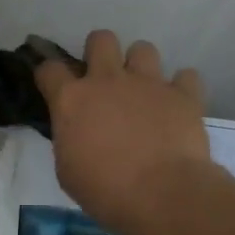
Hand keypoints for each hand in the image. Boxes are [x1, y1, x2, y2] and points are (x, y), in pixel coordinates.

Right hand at [36, 29, 213, 233]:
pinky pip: (186, 76)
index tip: (52, 85)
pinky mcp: (183, 95)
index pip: (50, 69)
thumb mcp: (68, 170)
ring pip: (143, 49)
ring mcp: (148, 83)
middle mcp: (108, 80)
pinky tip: (177, 105)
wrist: (161, 194)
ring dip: (140, 66)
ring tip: (142, 90)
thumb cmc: (104, 190)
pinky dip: (181, 88)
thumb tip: (77, 133)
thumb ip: (69, 140)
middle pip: (100, 39)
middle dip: (99, 52)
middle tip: (103, 78)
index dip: (49, 74)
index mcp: (72, 100)